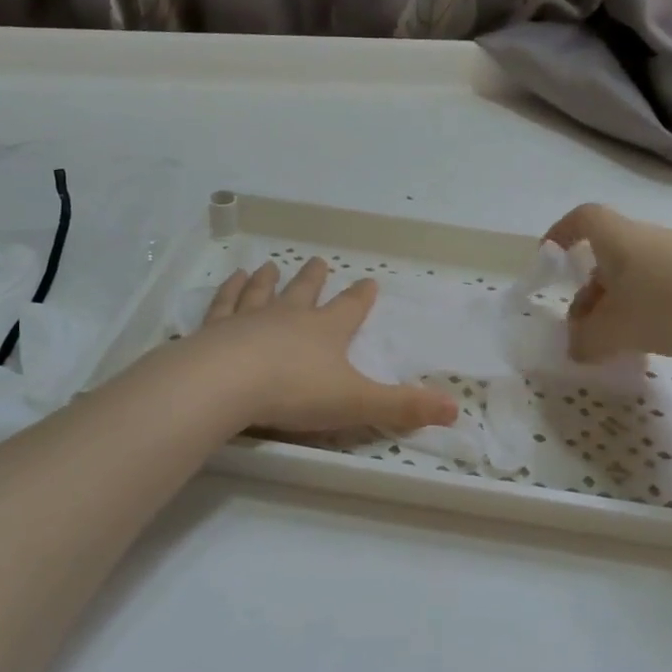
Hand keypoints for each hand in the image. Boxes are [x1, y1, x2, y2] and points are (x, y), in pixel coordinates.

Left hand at [195, 259, 459, 435]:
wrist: (227, 384)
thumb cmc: (295, 392)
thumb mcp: (357, 404)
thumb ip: (402, 407)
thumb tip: (455, 409)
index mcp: (325, 331)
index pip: (350, 308)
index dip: (361, 297)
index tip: (369, 281)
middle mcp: (289, 317)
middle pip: (305, 292)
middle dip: (314, 279)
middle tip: (319, 262)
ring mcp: (249, 320)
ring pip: (262, 293)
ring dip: (269, 280)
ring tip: (269, 266)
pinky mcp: (215, 331)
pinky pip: (224, 304)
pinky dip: (229, 291)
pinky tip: (231, 280)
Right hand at [544, 203, 671, 366]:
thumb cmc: (671, 306)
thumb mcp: (614, 330)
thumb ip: (585, 340)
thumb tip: (577, 346)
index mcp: (620, 239)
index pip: (584, 219)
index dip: (561, 233)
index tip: (549, 258)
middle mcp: (650, 241)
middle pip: (608, 258)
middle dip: (589, 293)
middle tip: (583, 332)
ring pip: (635, 280)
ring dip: (618, 309)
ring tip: (617, 345)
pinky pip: (663, 293)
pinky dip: (648, 315)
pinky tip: (653, 345)